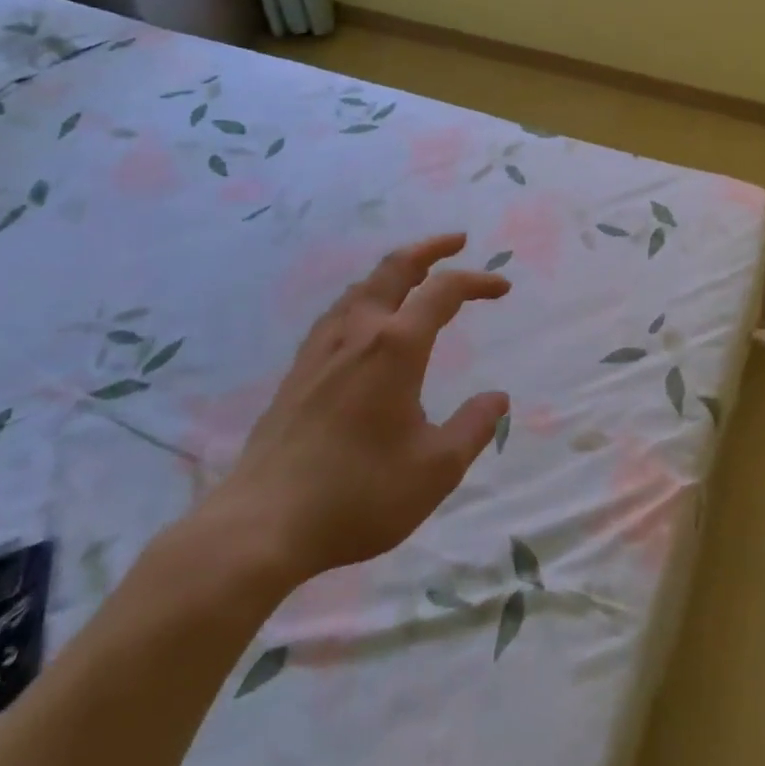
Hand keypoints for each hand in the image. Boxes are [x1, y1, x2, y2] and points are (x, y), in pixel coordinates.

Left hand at [190, 234, 509, 595]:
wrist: (262, 525)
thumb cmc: (358, 494)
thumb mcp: (435, 470)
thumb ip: (473, 427)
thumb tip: (498, 398)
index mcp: (396, 346)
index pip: (444, 291)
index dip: (477, 281)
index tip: (502, 288)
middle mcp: (359, 332)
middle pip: (395, 268)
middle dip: (430, 248)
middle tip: (457, 241)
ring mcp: (322, 348)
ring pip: (363, 286)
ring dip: (395, 270)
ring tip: (415, 276)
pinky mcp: (299, 370)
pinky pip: (339, 311)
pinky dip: (366, 296)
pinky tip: (363, 320)